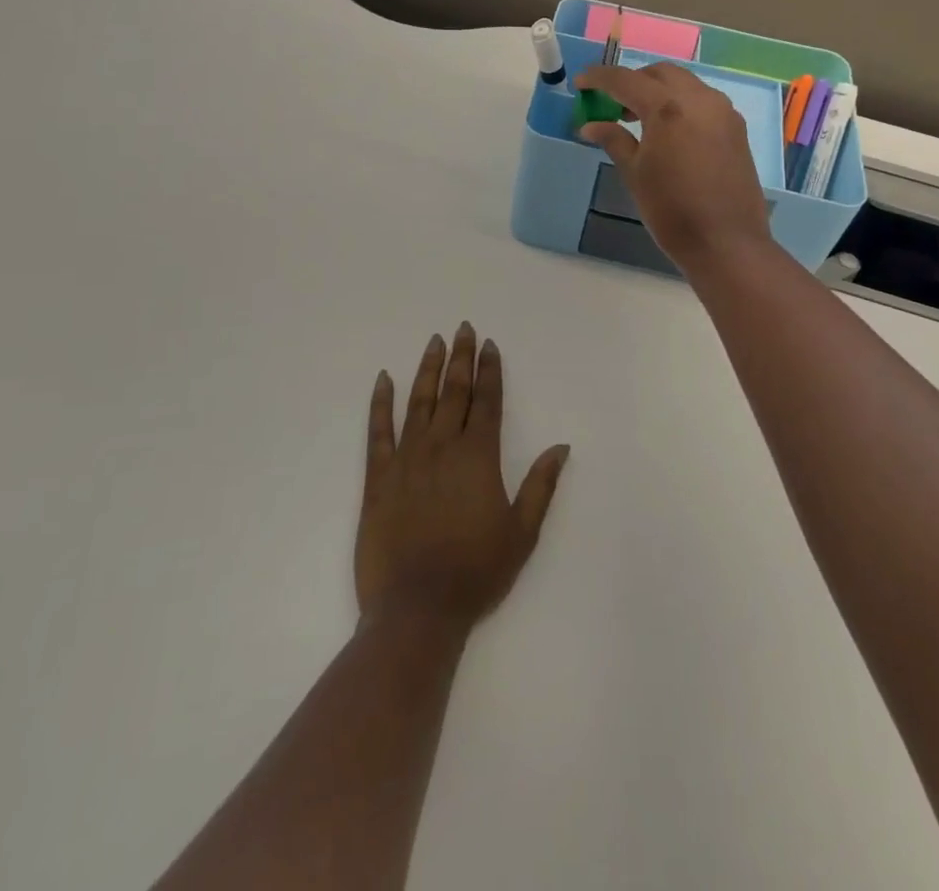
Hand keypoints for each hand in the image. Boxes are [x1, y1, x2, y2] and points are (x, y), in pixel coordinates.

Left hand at [355, 323, 569, 631]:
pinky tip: (383, 379)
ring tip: (434, 342)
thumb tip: (561, 446)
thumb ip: (540, 485)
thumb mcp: (522, 533)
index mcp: (478, 457)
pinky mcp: (378, 478)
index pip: (486, 401)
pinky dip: (380, 403)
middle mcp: (442, 447)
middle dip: (460, 358)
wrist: (417, 609)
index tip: (489, 345)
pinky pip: (378, 431)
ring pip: (418, 402)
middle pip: (453, 392)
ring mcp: (407, 459)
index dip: (489, 371)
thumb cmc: (476, 572)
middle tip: (463, 328)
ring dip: (427, 370)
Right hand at [574, 63, 774, 272]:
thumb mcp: (635, 174)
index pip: (625, 79)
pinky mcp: (736, 127)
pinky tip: (669, 131)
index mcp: (668, 108)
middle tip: (611, 103)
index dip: (598, 78)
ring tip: (638, 118)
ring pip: (685, 83)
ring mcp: (722, 111)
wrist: (726, 243)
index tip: (580, 84)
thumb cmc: (671, 211)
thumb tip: (590, 125)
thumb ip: (614, 140)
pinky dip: (680, 103)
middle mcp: (699, 99)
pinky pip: (703, 101)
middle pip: (659, 73)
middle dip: (632, 81)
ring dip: (658, 90)